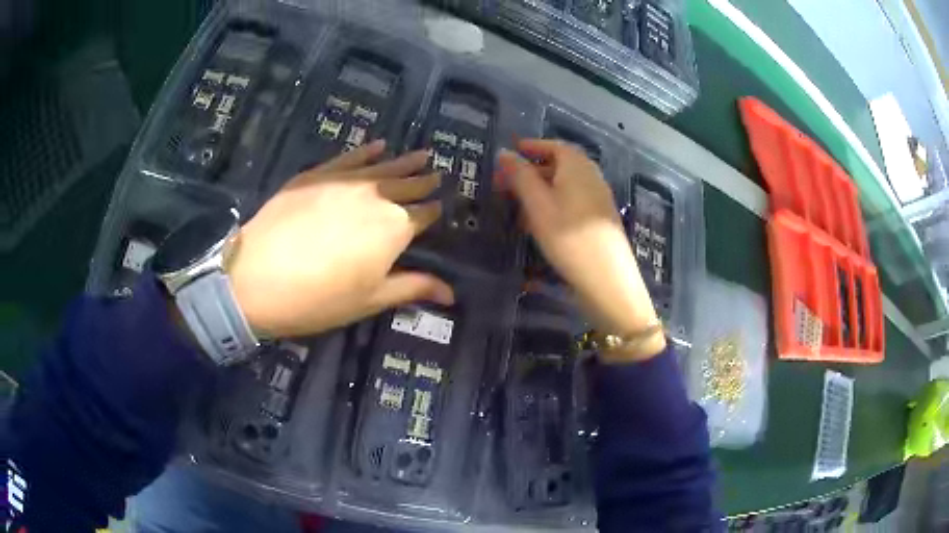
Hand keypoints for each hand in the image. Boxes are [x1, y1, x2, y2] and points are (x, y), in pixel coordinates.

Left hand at [227, 140, 454, 337]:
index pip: (424, 214)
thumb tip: (452, 293)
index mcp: (395, 227)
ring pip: (384, 166)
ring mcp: (344, 180)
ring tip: (422, 153)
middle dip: (425, 180)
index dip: (435, 211)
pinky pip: (348, 156)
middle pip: (407, 185)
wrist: (257, 278)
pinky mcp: (316, 175)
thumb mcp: (371, 299)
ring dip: (404, 160)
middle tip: (438, 172)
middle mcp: (376, 196)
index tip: (442, 206)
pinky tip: (378, 144)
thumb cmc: (320, 298)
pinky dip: (366, 151)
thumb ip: (414, 288)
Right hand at [497, 139, 664, 361]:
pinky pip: (573, 203)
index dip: (531, 146)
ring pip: (565, 187)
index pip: (554, 146)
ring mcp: (599, 199)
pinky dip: (554, 206)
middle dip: (532, 171)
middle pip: (560, 165)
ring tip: (518, 208)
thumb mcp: (537, 204)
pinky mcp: (601, 221)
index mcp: (578, 166)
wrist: (608, 280)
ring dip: (541, 191)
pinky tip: (541, 226)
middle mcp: (592, 177)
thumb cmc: (568, 237)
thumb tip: (504, 152)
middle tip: (507, 183)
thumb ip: (520, 176)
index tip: (511, 152)